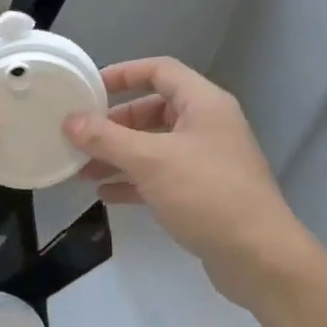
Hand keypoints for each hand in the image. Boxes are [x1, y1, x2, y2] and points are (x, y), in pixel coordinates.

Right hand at [64, 58, 311, 304]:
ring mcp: (206, 161)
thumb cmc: (206, 194)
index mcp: (203, 104)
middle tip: (80, 138)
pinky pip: (160, 177)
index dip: (123, 74)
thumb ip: (106, 138)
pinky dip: (133, 182)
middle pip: (153, 111)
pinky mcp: (202, 193)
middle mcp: (207, 126)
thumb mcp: (150, 161)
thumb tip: (70, 121)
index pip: (160, 71)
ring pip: (153, 147)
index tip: (89, 89)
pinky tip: (105, 195)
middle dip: (114, 125)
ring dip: (118, 156)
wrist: (257, 255)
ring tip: (82, 170)